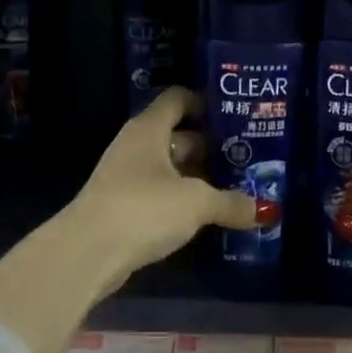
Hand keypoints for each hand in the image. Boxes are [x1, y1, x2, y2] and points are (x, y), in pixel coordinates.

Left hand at [65, 86, 258, 286]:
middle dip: (211, 145)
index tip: (235, 116)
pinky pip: (160, 193)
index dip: (205, 103)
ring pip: (170, 167)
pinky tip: (207, 214)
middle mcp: (136, 146)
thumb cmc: (143, 209)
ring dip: (198, 176)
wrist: (86, 254)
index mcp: (150, 129)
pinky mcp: (123, 207)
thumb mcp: (196, 203)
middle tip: (247, 155)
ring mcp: (126, 177)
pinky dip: (182, 199)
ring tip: (235, 185)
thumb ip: (231, 202)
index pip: (178, 99)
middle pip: (178, 135)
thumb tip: (265, 210)